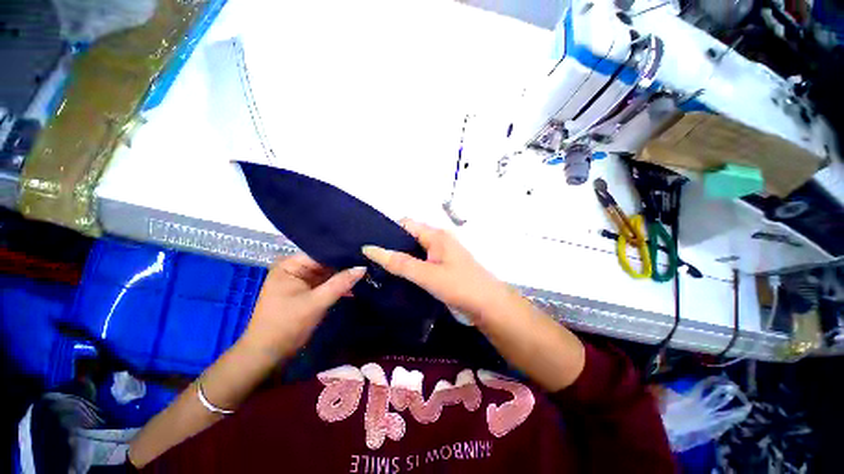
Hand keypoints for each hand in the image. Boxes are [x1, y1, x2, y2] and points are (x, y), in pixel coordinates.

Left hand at [240, 254, 365, 360]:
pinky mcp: (307, 293)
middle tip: (368, 260)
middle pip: (325, 262)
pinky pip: (326, 284)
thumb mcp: (316, 302)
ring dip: (344, 275)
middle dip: (345, 264)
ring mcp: (301, 282)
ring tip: (367, 269)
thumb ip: (340, 283)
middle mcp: (295, 270)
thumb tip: (363, 267)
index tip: (363, 251)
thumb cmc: (287, 325)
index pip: (320, 252)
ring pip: (327, 273)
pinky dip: (338, 285)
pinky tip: (356, 285)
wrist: (269, 356)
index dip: (341, 252)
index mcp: (290, 266)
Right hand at [362, 219, 511, 321]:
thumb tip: (370, 248)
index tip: (368, 243)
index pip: (405, 224)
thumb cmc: (460, 286)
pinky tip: (396, 277)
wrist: (489, 307)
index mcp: (436, 235)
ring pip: (414, 251)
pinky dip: (408, 267)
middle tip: (369, 259)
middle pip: (409, 237)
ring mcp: (441, 255)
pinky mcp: (442, 268)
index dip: (387, 230)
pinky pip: (420, 262)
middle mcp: (438, 240)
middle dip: (390, 246)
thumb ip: (399, 263)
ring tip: (376, 268)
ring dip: (399, 258)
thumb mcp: (427, 275)